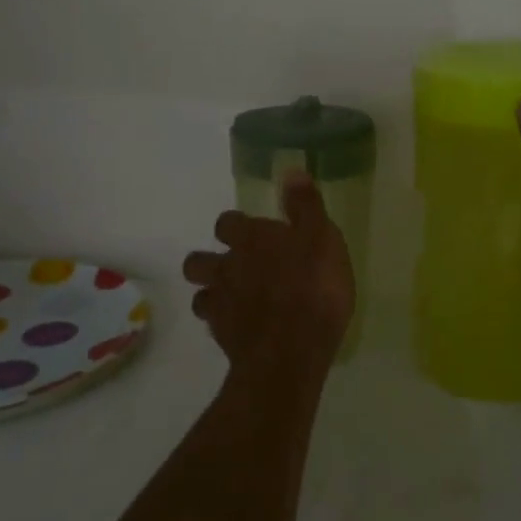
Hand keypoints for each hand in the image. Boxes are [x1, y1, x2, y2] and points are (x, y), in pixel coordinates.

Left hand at [182, 173, 354, 383]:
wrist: (292, 350)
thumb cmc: (313, 287)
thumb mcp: (321, 238)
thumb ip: (305, 206)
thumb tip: (290, 170)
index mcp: (250, 239)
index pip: (227, 223)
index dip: (236, 227)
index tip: (252, 232)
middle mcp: (227, 268)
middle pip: (199, 261)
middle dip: (211, 262)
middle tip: (236, 268)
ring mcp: (221, 305)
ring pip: (200, 295)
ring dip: (213, 294)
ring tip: (234, 300)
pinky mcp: (223, 338)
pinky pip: (215, 326)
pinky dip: (225, 324)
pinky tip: (243, 329)